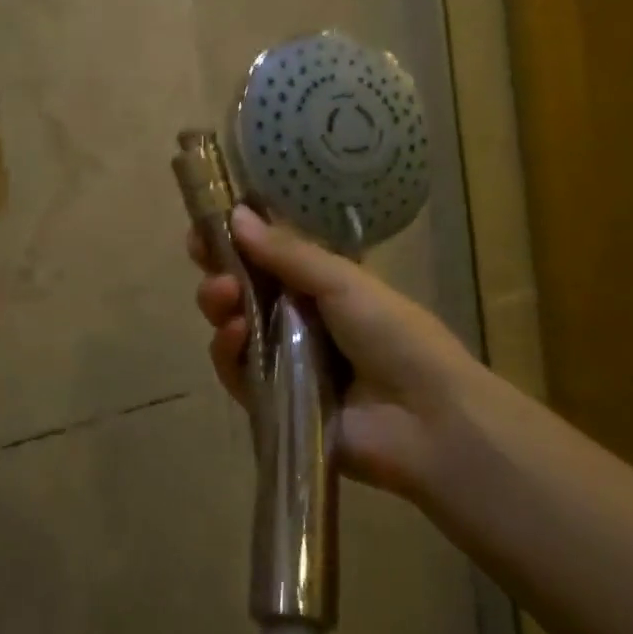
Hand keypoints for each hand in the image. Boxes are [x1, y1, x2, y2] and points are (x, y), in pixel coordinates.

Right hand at [190, 206, 489, 498]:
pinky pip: (237, 374)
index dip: (234, 243)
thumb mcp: (343, 282)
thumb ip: (287, 253)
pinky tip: (236, 334)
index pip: (265, 259)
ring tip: (224, 295)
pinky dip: (229, 351)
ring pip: (233, 329)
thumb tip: (236, 214)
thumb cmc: (394, 335)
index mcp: (320, 287)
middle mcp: (298, 321)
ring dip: (220, 306)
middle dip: (219, 271)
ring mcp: (283, 363)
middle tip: (207, 260)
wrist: (428, 419)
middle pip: (242, 292)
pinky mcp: (271, 403)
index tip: (204, 227)